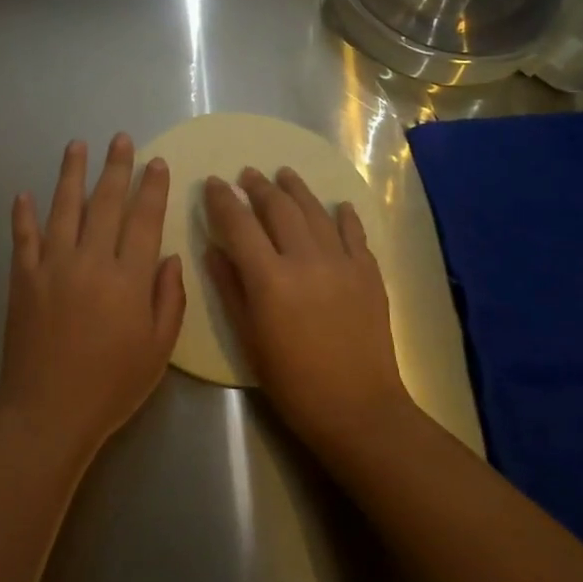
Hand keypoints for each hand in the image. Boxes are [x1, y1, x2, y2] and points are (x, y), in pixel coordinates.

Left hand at [0, 134, 185, 459]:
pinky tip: (23, 194)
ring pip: (63, 208)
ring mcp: (51, 266)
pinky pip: (22, 238)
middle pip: (105, 203)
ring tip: (76, 146)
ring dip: (70, 174)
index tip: (156, 162)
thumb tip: (168, 256)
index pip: (144, 219)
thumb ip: (168, 298)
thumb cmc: (111, 385)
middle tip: (120, 139)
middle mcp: (90, 261)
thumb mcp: (158, 349)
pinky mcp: (22, 279)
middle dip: (116, 167)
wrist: (48, 411)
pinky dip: (22, 215)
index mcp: (127, 278)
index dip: (152, 188)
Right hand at [203, 167, 414, 451]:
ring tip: (284, 174)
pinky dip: (344, 215)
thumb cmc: (291, 380)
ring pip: (316, 212)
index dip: (222, 200)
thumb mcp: (248, 337)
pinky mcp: (369, 272)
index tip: (213, 182)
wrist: (357, 407)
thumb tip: (213, 248)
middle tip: (247, 174)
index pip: (239, 224)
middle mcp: (306, 259)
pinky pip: (354, 233)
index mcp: (270, 278)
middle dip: (259, 187)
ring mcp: (342, 262)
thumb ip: (230, 287)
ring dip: (297, 190)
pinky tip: (338, 205)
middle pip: (279, 209)